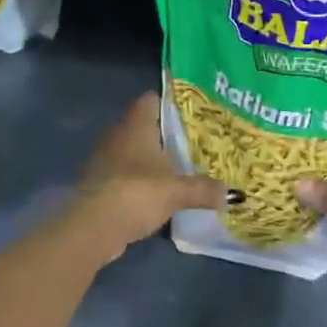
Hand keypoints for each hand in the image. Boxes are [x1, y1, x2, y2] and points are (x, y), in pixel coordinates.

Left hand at [70, 93, 229, 257]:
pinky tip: (152, 193)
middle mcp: (117, 135)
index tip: (190, 114)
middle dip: (163, 135)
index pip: (151, 100)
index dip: (169, 103)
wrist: (94, 227)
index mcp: (136, 125)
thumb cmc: (138, 193)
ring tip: (175, 170)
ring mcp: (103, 158)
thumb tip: (233, 195)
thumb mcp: (178, 192)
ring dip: (147, 160)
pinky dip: (135, 179)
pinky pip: (121, 173)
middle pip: (142, 125)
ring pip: (130, 151)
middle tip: (190, 144)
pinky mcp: (96, 182)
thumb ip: (205, 190)